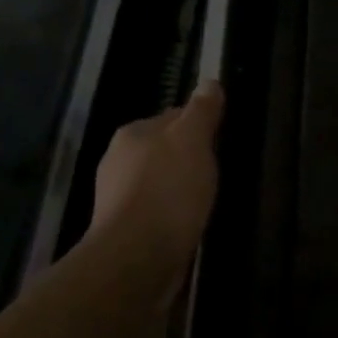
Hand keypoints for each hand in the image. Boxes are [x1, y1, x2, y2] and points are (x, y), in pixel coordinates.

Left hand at [89, 79, 222, 265]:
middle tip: (218, 170)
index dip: (199, 125)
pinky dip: (172, 210)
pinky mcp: (124, 227)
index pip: (173, 116)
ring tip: (206, 197)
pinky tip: (189, 220)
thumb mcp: (193, 140)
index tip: (220, 139)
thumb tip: (210, 82)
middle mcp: (117, 160)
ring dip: (180, 185)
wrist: (138, 255)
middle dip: (188, 156)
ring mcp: (117, 196)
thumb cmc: (169, 189)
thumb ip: (202, 111)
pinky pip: (156, 208)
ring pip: (158, 179)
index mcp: (133, 133)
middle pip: (163, 148)